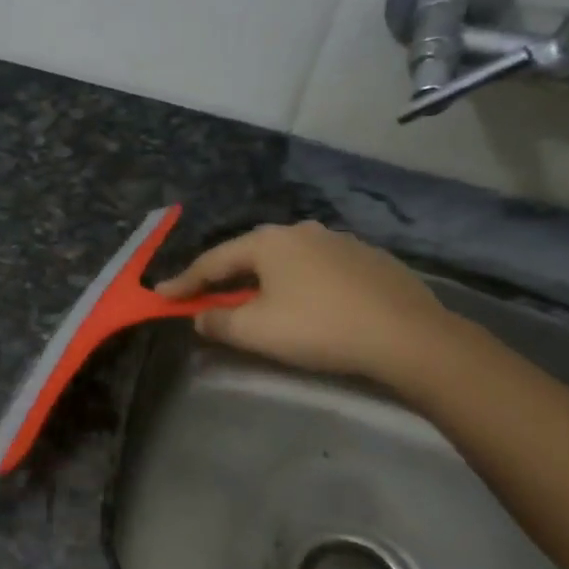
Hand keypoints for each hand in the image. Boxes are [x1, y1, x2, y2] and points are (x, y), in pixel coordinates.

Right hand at [155, 222, 453, 387]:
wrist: (408, 336)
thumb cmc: (319, 328)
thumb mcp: (256, 331)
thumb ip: (218, 321)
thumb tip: (201, 315)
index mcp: (268, 242)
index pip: (213, 261)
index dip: (184, 282)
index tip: (161, 296)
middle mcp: (300, 231)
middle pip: (250, 255)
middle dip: (225, 278)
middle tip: (207, 298)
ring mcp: (339, 241)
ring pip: (287, 261)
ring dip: (265, 280)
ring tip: (258, 301)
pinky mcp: (369, 259)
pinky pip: (318, 269)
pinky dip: (300, 284)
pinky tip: (308, 304)